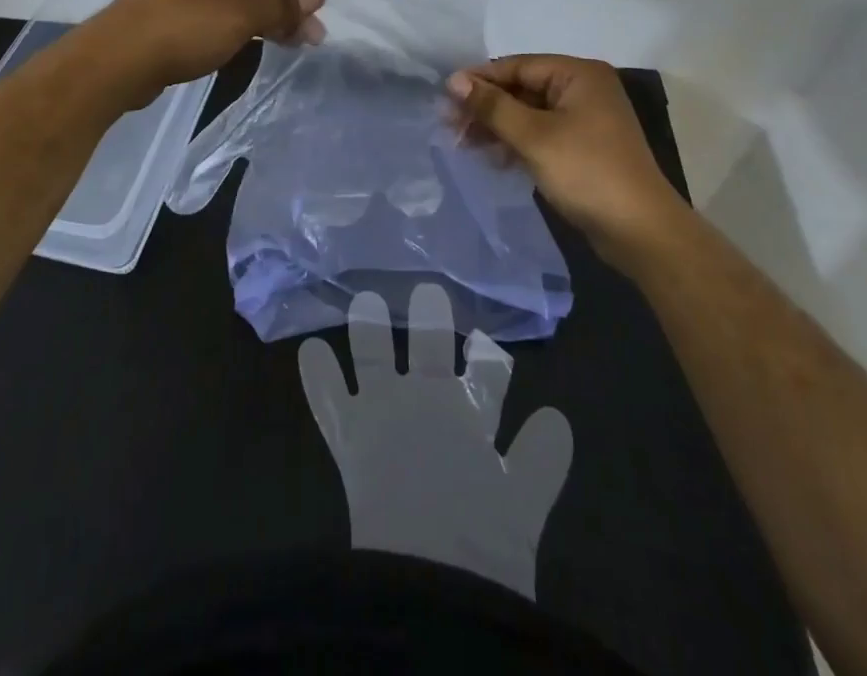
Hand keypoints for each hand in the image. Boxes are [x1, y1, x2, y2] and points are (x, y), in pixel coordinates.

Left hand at [85, 0, 324, 105]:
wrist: (119, 60)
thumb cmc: (187, 25)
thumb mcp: (244, 13)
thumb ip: (282, 5)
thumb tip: (311, 1)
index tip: (318, 11)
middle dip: (284, 6)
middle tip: (311, 36)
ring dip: (265, 18)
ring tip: (291, 43)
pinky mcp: (171, 12)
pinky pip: (217, 13)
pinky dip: (240, 25)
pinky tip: (256, 43)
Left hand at [298, 284, 571, 598]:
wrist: (427, 573)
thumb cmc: (480, 544)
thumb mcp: (521, 507)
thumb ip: (541, 461)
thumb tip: (557, 418)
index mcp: (471, 420)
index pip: (487, 381)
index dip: (490, 365)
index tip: (491, 347)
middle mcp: (429, 401)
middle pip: (433, 349)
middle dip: (431, 322)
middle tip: (429, 294)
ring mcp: (384, 411)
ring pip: (376, 356)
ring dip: (371, 329)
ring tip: (365, 302)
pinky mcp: (349, 432)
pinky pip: (328, 397)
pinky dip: (318, 375)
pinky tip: (308, 351)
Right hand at [447, 55, 683, 273]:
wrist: (640, 231)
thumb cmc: (587, 172)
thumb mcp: (534, 136)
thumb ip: (493, 106)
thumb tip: (454, 80)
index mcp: (578, 75)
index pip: (518, 66)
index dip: (480, 79)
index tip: (445, 96)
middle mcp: (583, 90)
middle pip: (522, 89)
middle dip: (486, 107)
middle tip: (449, 125)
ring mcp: (585, 120)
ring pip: (529, 114)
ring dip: (497, 127)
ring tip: (463, 144)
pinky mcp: (583, 148)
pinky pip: (540, 135)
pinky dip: (516, 143)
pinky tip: (493, 159)